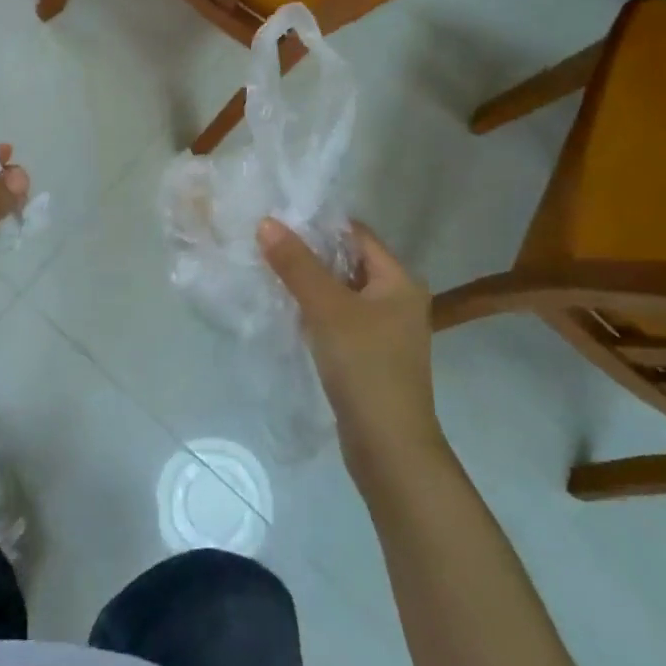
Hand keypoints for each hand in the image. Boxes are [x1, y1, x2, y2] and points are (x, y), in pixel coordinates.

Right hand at [258, 218, 447, 469]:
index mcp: (399, 281)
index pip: (356, 234)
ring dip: (309, 282)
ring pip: (340, 291)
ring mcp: (384, 329)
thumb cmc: (365, 367)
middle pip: (347, 261)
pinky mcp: (368, 354)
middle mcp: (397, 299)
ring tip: (267, 268)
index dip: (319, 223)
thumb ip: (296, 264)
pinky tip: (285, 307)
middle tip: (265, 240)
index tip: (279, 217)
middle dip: (309, 252)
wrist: (389, 448)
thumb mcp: (327, 309)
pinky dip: (314, 310)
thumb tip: (266, 222)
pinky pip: (338, 318)